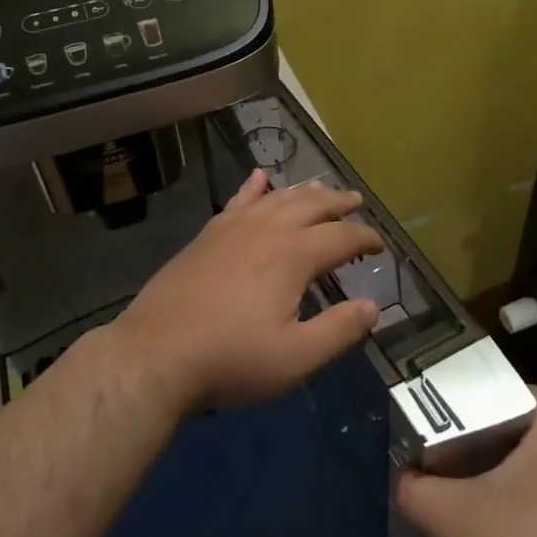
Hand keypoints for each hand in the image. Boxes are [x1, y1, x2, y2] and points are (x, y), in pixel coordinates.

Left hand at [108, 168, 382, 409]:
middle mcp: (267, 230)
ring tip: (320, 187)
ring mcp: (233, 228)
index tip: (380, 245)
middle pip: (312, 205)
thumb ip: (339, 330)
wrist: (155, 354)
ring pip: (277, 198)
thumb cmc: (232, 359)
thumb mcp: (296, 357)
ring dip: (303, 191)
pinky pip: (237, 200)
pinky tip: (260, 177)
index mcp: (295, 255)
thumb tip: (372, 307)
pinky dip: (253, 187)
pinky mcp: (206, 236)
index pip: (342, 237)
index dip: (366, 238)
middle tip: (356, 201)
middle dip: (338, 202)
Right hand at [396, 390, 536, 536]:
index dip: (488, 390)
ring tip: (442, 484)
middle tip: (436, 442)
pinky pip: (528, 511)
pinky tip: (465, 532)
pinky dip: (498, 512)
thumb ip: (415, 488)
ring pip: (521, 476)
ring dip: (483, 480)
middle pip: (518, 434)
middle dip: (476, 438)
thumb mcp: (448, 515)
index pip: (525, 392)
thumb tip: (403, 479)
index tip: (451, 403)